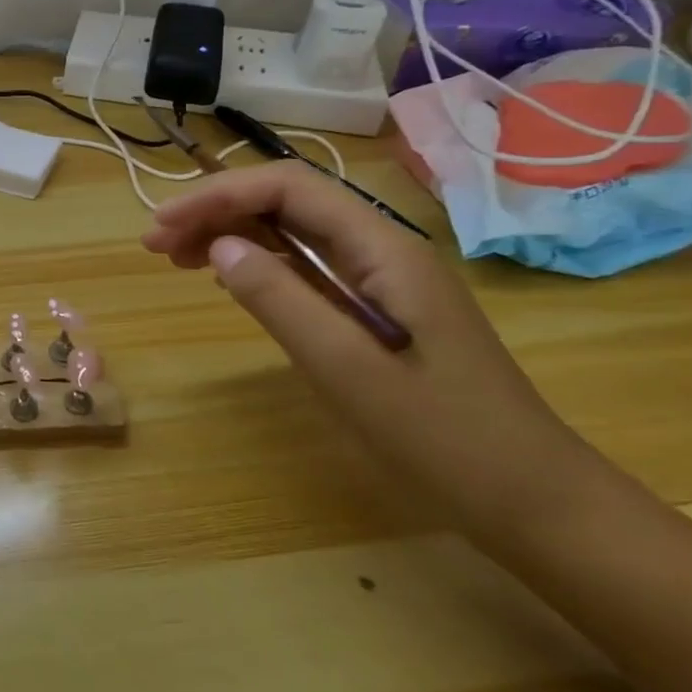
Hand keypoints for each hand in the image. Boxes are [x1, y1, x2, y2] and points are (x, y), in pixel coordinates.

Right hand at [142, 162, 605, 540]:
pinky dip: (259, 263)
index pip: (288, 189)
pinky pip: (307, 266)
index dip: (218, 196)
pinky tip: (229, 277)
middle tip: (157, 243)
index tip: (163, 225)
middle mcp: (383, 249)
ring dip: (232, 233)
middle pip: (287, 202)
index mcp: (384, 249)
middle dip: (217, 210)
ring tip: (177, 256)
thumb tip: (221, 247)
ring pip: (293, 232)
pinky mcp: (377, 308)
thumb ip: (280, 299)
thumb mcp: (348, 370)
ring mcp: (382, 279)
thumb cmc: (445, 439)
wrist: (535, 502)